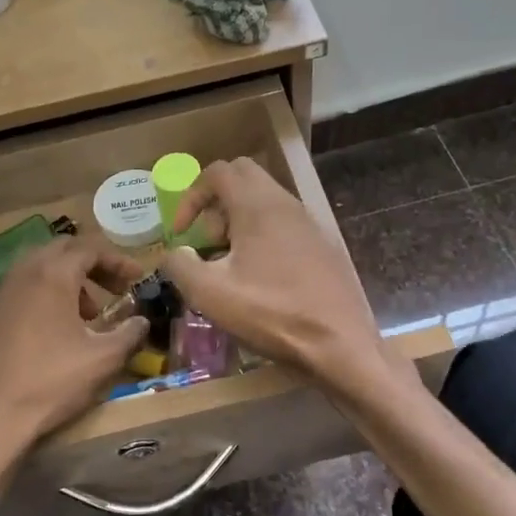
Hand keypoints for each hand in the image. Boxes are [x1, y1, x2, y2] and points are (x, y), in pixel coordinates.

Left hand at [0, 237, 148, 470]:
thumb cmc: (51, 381)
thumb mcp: (103, 359)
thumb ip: (129, 333)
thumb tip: (142, 321)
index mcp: (53, 274)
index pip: (90, 248)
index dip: (118, 260)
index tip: (138, 278)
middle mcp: (24, 273)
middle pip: (63, 250)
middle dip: (94, 264)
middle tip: (116, 288)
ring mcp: (2, 293)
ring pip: (41, 268)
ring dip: (69, 279)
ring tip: (89, 312)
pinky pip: (24, 288)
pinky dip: (47, 294)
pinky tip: (57, 329)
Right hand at [159, 160, 385, 390]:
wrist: (340, 343)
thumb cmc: (271, 312)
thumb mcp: (210, 293)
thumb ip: (180, 265)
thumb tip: (174, 253)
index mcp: (257, 205)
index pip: (218, 172)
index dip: (190, 197)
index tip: (181, 233)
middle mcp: (285, 203)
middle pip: (243, 178)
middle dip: (215, 203)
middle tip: (207, 242)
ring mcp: (309, 223)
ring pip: (265, 201)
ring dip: (238, 222)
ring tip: (230, 265)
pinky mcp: (323, 246)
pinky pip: (284, 224)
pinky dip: (262, 237)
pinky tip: (259, 279)